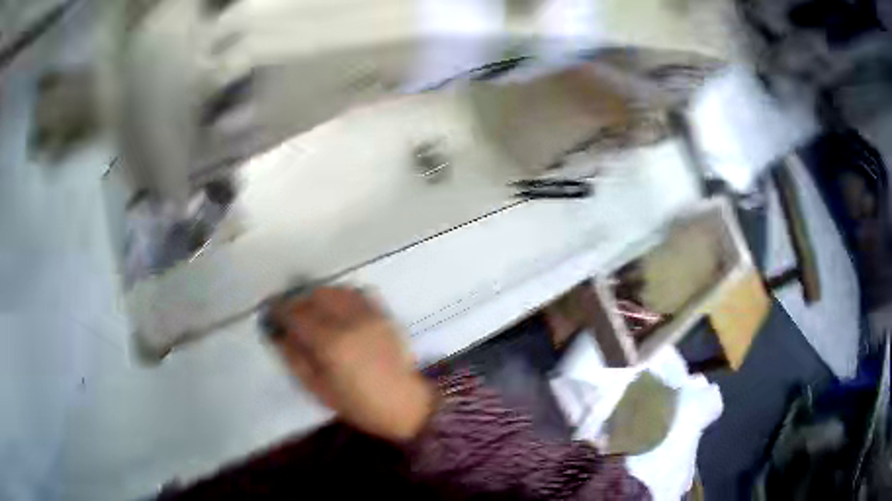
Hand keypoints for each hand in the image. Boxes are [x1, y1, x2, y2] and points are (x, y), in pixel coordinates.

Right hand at [269, 287, 435, 441]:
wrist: (402, 404)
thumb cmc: (356, 403)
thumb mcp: (317, 387)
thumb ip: (294, 357)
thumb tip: (279, 333)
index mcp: (330, 343)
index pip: (296, 314)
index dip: (280, 310)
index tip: (271, 311)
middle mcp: (349, 321)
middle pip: (314, 296)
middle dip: (298, 302)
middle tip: (291, 314)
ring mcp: (369, 315)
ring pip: (336, 290)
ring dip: (319, 296)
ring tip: (313, 310)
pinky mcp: (383, 315)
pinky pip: (358, 293)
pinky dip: (343, 295)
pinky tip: (338, 307)